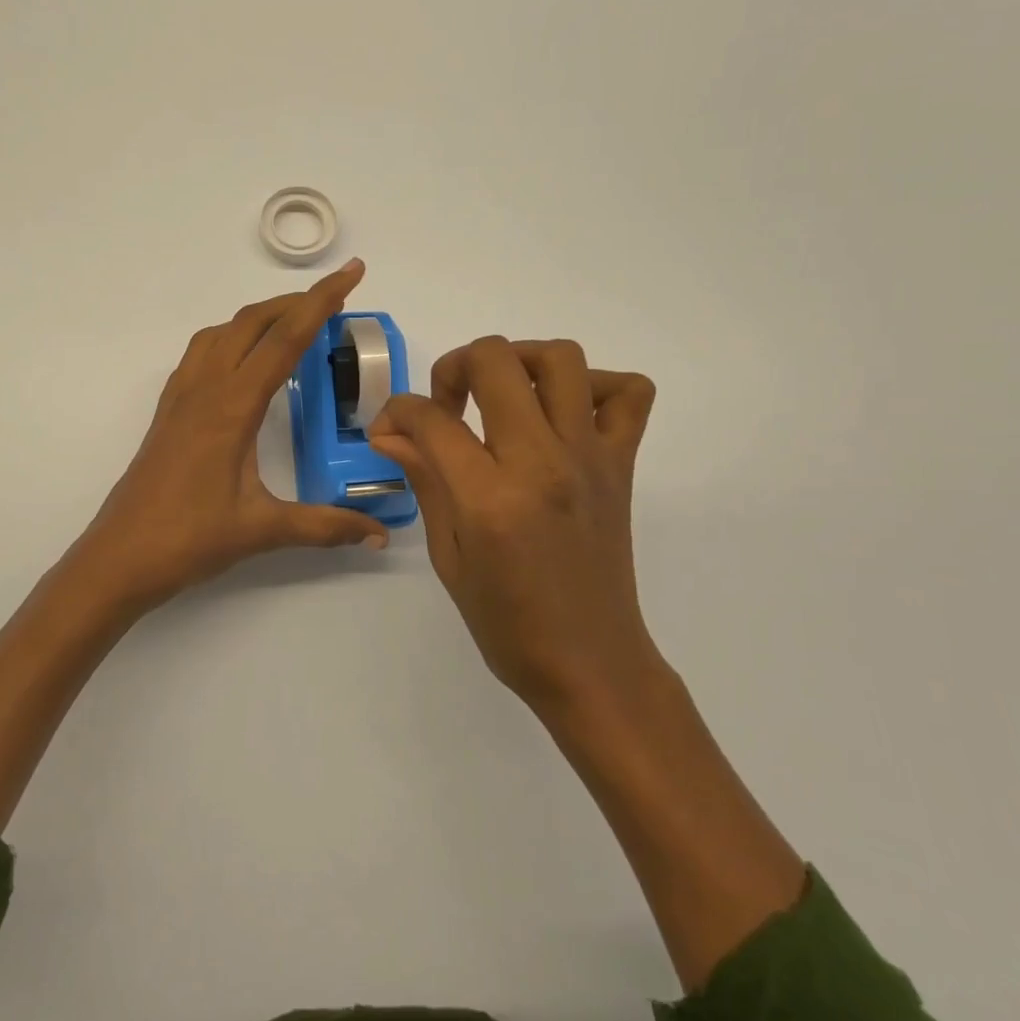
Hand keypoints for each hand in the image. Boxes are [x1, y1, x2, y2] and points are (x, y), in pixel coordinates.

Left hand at [69, 259, 389, 612]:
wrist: (119, 557)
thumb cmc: (189, 539)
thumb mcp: (263, 531)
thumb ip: (324, 526)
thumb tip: (379, 535)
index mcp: (232, 407)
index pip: (285, 339)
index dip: (321, 301)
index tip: (352, 273)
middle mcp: (204, 389)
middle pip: (252, 322)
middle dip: (296, 301)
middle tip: (335, 298)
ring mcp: (181, 397)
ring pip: (222, 332)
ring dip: (260, 316)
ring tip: (293, 322)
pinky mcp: (168, 411)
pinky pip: (201, 353)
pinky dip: (231, 337)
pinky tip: (243, 360)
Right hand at [368, 337, 657, 710]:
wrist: (589, 662)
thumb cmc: (506, 622)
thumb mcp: (449, 556)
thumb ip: (425, 480)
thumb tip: (391, 433)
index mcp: (489, 497)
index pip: (431, 418)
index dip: (397, 413)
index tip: (390, 431)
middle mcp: (542, 462)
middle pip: (494, 360)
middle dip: (454, 367)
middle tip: (447, 404)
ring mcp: (589, 457)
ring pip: (560, 358)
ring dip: (519, 360)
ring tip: (501, 394)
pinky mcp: (622, 464)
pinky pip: (629, 394)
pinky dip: (597, 386)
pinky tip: (564, 414)